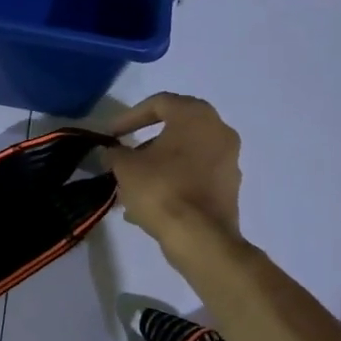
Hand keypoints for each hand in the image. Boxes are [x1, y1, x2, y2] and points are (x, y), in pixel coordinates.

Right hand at [102, 93, 243, 243]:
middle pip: (174, 130)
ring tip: (130, 186)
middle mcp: (219, 132)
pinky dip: (172, 183)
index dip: (129, 116)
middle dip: (144, 144)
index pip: (159, 103)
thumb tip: (111, 153)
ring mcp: (229, 161)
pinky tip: (148, 204)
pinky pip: (194, 177)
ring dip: (157, 166)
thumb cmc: (161, 189)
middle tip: (123, 158)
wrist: (199, 237)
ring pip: (184, 156)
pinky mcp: (229, 188)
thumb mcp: (125, 167)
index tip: (111, 135)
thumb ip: (115, 154)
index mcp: (196, 117)